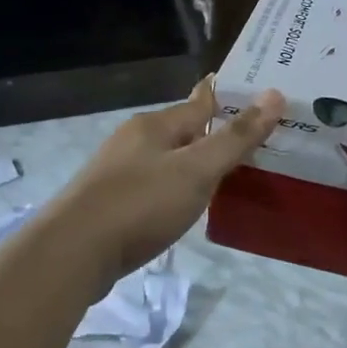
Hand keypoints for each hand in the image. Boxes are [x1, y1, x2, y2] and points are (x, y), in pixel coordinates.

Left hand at [56, 77, 282, 295]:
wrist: (72, 253)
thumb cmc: (140, 204)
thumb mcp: (196, 170)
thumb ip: (235, 138)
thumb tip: (274, 94)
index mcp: (156, 124)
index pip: (202, 102)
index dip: (232, 100)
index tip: (263, 99)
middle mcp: (136, 139)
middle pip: (185, 130)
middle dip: (216, 135)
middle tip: (257, 145)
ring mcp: (119, 171)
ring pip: (169, 160)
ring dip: (196, 165)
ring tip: (230, 177)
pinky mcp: (110, 203)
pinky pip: (155, 186)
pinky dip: (177, 190)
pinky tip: (187, 208)